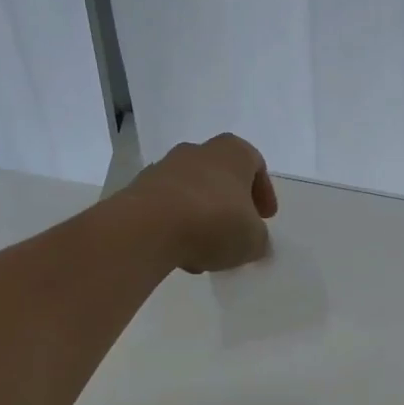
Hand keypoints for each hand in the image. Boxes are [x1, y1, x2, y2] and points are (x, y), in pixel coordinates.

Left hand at [128, 134, 278, 273]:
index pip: (256, 164)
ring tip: (207, 249)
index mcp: (233, 152)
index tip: (265, 218)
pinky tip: (181, 253)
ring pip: (193, 191)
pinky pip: (167, 206)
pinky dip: (176, 225)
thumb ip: (259, 240)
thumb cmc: (214, 222)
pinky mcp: (138, 189)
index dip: (263, 193)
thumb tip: (256, 242)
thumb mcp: (253, 240)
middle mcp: (198, 151)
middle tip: (236, 230)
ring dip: (202, 216)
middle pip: (221, 176)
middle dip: (230, 204)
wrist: (146, 228)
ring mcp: (164, 168)